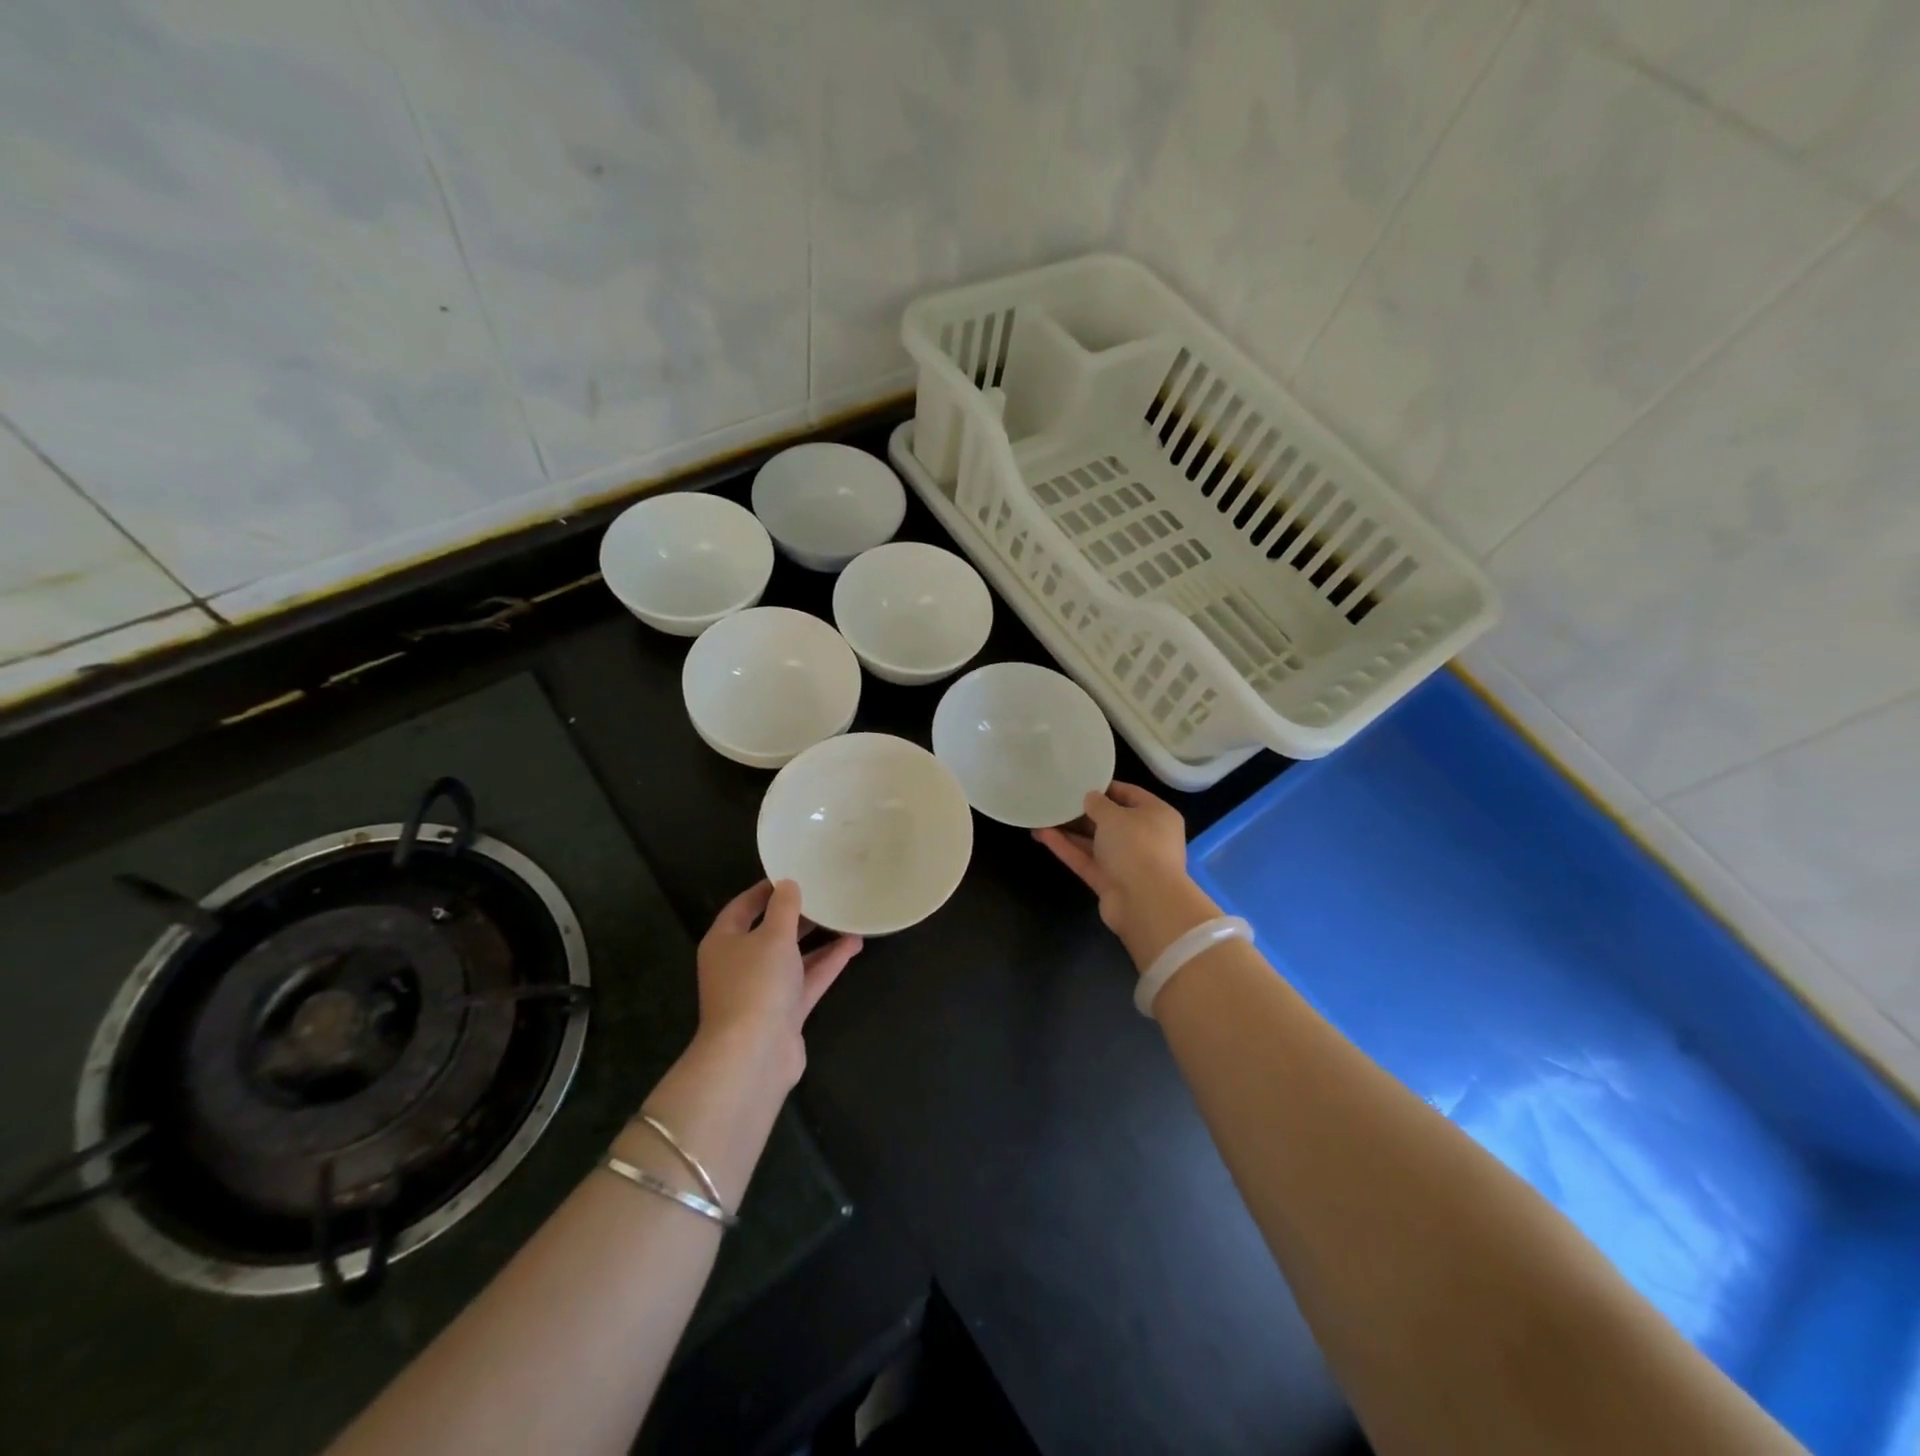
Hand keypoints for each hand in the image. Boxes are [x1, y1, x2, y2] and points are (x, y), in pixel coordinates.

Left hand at [694, 880, 861, 1086]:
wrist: (754, 1055)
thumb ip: (784, 907)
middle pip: (770, 932)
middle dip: (797, 915)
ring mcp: (763, 991)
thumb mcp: (772, 936)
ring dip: (818, 939)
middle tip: (825, 893)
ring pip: (793, 957)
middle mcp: (740, 964)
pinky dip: (828, 963)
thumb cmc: (756, 984)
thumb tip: (788, 885)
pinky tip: (853, 945)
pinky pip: (808, 980)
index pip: (743, 906)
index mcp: (724, 941)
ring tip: (846, 917)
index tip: (793, 873)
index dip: (766, 889)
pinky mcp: (785, 1012)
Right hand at [1034, 782, 1222, 970]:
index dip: (1104, 787)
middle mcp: (1144, 837)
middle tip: (1056, 799)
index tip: (1078, 781)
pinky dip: (1066, 848)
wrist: (1145, 902)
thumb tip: (1090, 797)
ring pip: (1094, 842)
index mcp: (1156, 815)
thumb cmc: (1137, 846)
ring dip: (1069, 830)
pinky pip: (1086, 859)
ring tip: (1042, 816)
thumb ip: (1099, 803)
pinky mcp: (1109, 882)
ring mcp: (1126, 862)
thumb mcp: (1115, 815)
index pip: (1129, 794)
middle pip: (1110, 820)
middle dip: (1083, 811)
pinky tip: (1042, 834)